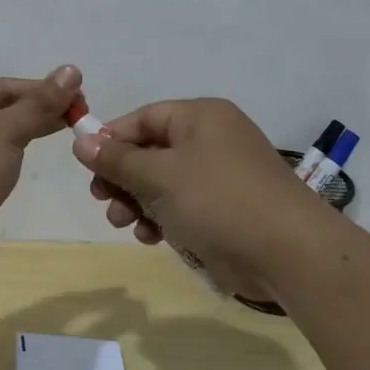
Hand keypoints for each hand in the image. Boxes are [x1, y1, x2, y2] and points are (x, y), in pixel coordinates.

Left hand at [0, 65, 81, 277]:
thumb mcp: (6, 130)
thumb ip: (40, 104)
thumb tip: (71, 70)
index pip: (1, 87)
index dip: (42, 91)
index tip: (79, 99)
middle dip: (34, 115)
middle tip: (77, 120)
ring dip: (18, 141)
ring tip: (57, 142)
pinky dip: (2, 167)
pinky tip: (20, 172)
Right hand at [71, 98, 326, 283]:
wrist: (288, 252)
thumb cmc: (218, 201)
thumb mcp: (159, 176)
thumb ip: (117, 160)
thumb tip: (81, 141)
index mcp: (200, 117)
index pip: (143, 118)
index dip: (111, 139)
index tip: (86, 166)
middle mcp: (212, 139)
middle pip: (151, 151)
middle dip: (123, 177)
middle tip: (102, 199)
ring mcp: (221, 175)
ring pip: (164, 182)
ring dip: (138, 201)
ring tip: (124, 223)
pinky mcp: (227, 209)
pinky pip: (183, 205)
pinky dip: (163, 218)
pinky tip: (150, 237)